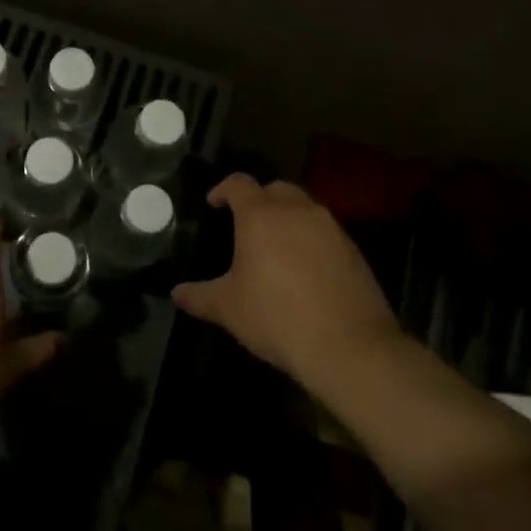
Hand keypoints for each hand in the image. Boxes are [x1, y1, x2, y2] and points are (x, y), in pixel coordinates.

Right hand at [172, 174, 400, 390]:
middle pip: (275, 189)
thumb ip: (199, 296)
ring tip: (275, 246)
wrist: (349, 346)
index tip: (213, 203)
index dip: (223, 189)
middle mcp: (297, 210)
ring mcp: (330, 228)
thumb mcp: (228, 309)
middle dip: (259, 199)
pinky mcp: (353, 250)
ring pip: (304, 208)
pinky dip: (311, 240)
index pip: (239, 184)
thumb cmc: (277, 317)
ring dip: (288, 218)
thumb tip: (176, 293)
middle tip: (246, 223)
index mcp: (261, 215)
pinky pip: (325, 232)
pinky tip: (304, 270)